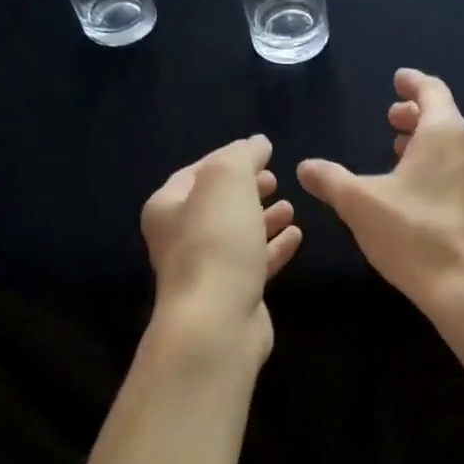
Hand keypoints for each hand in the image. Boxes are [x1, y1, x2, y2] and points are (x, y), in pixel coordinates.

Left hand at [142, 135, 302, 360]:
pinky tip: (296, 236)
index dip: (228, 159)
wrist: (217, 319)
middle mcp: (180, 238)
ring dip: (263, 219)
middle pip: (217, 206)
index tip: (261, 153)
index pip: (196, 173)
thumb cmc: (215, 241)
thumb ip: (242, 156)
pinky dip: (273, 248)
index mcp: (167, 208)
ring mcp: (207, 270)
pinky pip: (254, 263)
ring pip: (238, 236)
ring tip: (290, 207)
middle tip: (274, 180)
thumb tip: (257, 144)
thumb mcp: (227, 180)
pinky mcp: (233, 295)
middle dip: (246, 191)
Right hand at [297, 69, 463, 318]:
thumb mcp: (359, 204)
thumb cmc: (413, 235)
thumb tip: (305, 167)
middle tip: (391, 119)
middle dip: (416, 115)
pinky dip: (440, 168)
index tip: (397, 79)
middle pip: (445, 119)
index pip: (432, 91)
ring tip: (401, 153)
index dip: (412, 83)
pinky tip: (421, 192)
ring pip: (455, 148)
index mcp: (445, 135)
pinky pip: (461, 174)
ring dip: (427, 144)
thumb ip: (330, 180)